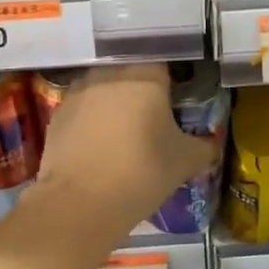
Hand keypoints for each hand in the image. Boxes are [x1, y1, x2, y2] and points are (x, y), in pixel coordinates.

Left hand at [31, 64, 217, 248]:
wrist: (80, 203)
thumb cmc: (142, 173)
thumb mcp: (185, 162)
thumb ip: (204, 147)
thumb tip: (210, 144)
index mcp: (145, 77)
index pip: (164, 66)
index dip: (171, 84)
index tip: (175, 104)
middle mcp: (110, 74)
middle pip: (131, 74)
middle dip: (141, 92)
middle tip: (151, 121)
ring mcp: (79, 92)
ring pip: (104, 89)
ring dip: (113, 104)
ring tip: (122, 135)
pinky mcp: (57, 113)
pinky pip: (82, 109)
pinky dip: (91, 122)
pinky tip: (97, 147)